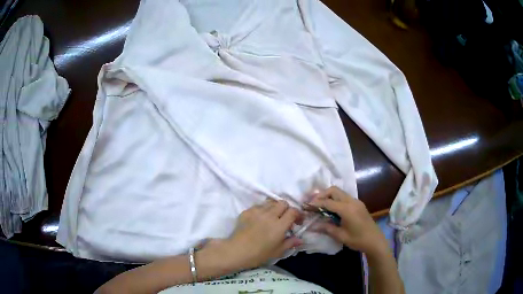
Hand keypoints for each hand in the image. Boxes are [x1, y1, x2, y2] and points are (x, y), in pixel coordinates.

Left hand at [205, 199, 302, 271]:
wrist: (236, 251)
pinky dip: (263, 210)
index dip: (298, 215)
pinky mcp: (247, 211)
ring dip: (275, 208)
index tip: (297, 222)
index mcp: (279, 225)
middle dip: (287, 209)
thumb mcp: (277, 251)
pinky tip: (260, 220)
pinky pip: (258, 206)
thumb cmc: (259, 254)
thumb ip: (290, 243)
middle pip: (283, 203)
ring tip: (273, 218)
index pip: (293, 211)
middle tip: (285, 219)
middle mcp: (270, 215)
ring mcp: (257, 211)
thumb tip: (300, 239)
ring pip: (271, 202)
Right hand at [308, 186, 388, 258]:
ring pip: (340, 192)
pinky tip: (332, 209)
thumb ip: (326, 228)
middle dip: (322, 194)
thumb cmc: (358, 240)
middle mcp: (351, 201)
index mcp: (347, 209)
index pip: (327, 202)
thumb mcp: (341, 236)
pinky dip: (336, 199)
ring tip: (320, 205)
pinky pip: (345, 197)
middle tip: (313, 203)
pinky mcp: (359, 204)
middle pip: (334, 190)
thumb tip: (312, 226)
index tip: (306, 205)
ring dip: (329, 196)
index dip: (315, 203)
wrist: (375, 241)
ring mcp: (356, 202)